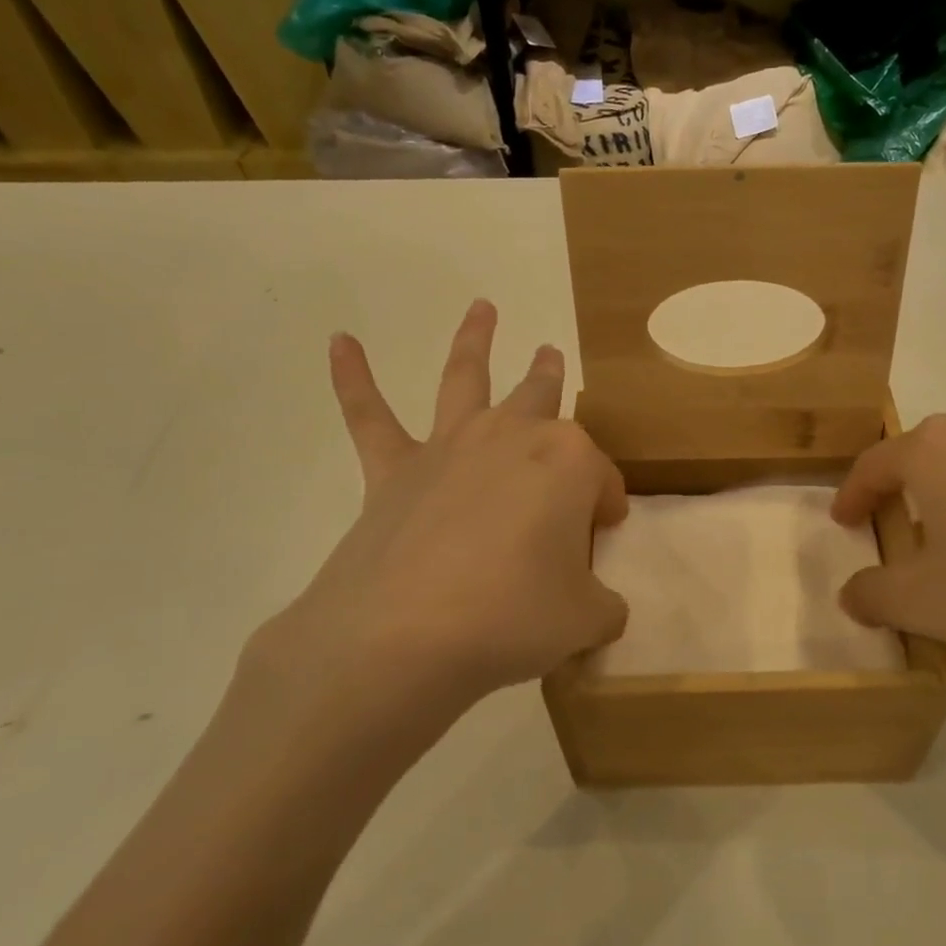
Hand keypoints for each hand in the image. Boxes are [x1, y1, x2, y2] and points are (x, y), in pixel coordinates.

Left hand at [247, 300, 628, 732]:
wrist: (403, 637)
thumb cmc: (513, 618)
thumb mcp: (586, 621)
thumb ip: (601, 605)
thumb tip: (595, 604)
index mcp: (569, 463)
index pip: (602, 479)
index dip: (606, 507)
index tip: (602, 535)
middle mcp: (513, 437)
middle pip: (541, 399)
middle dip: (549, 378)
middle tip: (550, 355)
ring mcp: (450, 447)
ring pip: (467, 378)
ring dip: (475, 340)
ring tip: (481, 308)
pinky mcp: (394, 470)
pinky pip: (369, 416)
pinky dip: (352, 377)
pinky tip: (339, 343)